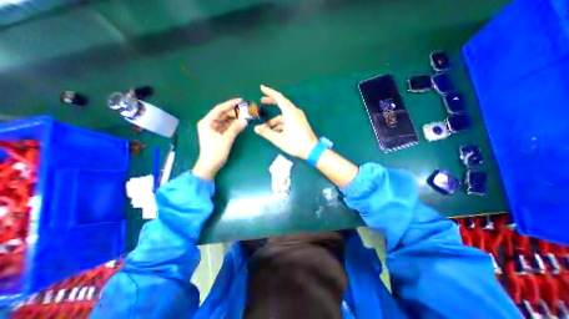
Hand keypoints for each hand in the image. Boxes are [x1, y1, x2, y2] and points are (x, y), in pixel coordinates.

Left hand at [192, 97, 247, 179]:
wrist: (210, 166)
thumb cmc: (215, 152)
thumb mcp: (226, 140)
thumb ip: (235, 129)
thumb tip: (245, 120)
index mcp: (207, 122)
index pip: (219, 110)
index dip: (230, 104)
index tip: (240, 100)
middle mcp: (210, 123)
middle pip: (223, 114)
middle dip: (235, 112)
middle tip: (246, 110)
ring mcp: (214, 129)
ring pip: (226, 120)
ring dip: (236, 118)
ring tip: (246, 115)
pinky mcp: (219, 134)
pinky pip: (228, 126)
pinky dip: (234, 124)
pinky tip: (242, 122)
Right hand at [255, 85, 317, 158]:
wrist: (312, 150)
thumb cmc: (295, 143)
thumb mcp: (279, 139)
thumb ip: (266, 133)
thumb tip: (256, 128)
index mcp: (290, 112)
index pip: (279, 98)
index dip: (269, 92)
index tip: (262, 88)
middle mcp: (295, 112)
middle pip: (282, 104)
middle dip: (271, 102)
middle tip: (262, 102)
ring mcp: (299, 118)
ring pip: (284, 115)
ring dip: (275, 120)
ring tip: (265, 128)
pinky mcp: (300, 123)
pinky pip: (289, 120)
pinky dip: (281, 124)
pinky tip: (275, 132)